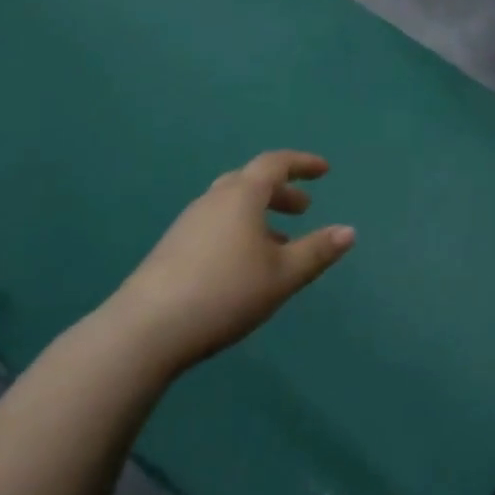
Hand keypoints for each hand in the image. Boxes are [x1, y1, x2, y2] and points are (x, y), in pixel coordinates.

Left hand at [107, 150, 355, 373]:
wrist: (145, 331)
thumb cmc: (224, 292)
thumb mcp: (282, 275)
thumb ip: (317, 251)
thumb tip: (349, 231)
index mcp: (241, 196)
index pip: (275, 163)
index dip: (302, 163)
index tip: (324, 171)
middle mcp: (213, 200)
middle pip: (250, 181)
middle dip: (281, 191)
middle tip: (303, 210)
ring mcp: (188, 224)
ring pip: (231, 205)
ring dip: (259, 214)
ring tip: (278, 243)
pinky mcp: (172, 249)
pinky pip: (215, 225)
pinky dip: (238, 230)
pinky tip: (242, 266)